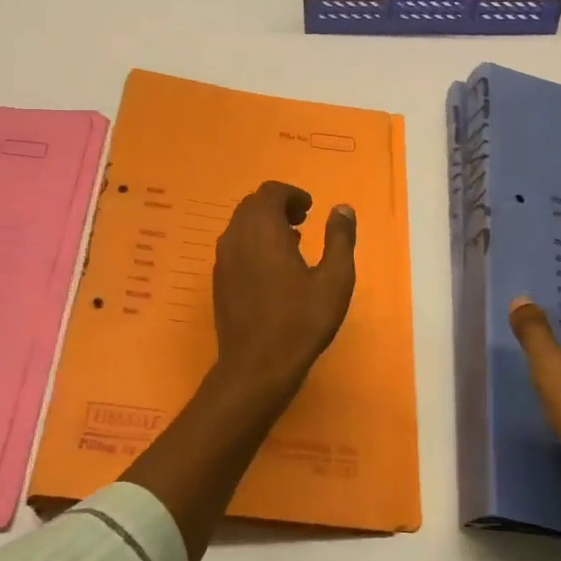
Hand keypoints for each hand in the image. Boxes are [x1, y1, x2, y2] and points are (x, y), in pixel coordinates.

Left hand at [208, 180, 357, 406]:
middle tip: (303, 222)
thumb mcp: (334, 280)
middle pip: (253, 205)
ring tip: (292, 244)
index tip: (311, 209)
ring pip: (241, 225)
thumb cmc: (300, 321)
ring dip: (265, 225)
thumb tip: (342, 208)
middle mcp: (236, 237)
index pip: (270, 192)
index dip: (292, 194)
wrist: (256, 367)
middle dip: (278, 206)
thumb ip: (339, 239)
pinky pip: (235, 247)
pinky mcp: (219, 281)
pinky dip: (253, 243)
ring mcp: (222, 259)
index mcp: (262, 229)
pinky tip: (274, 270)